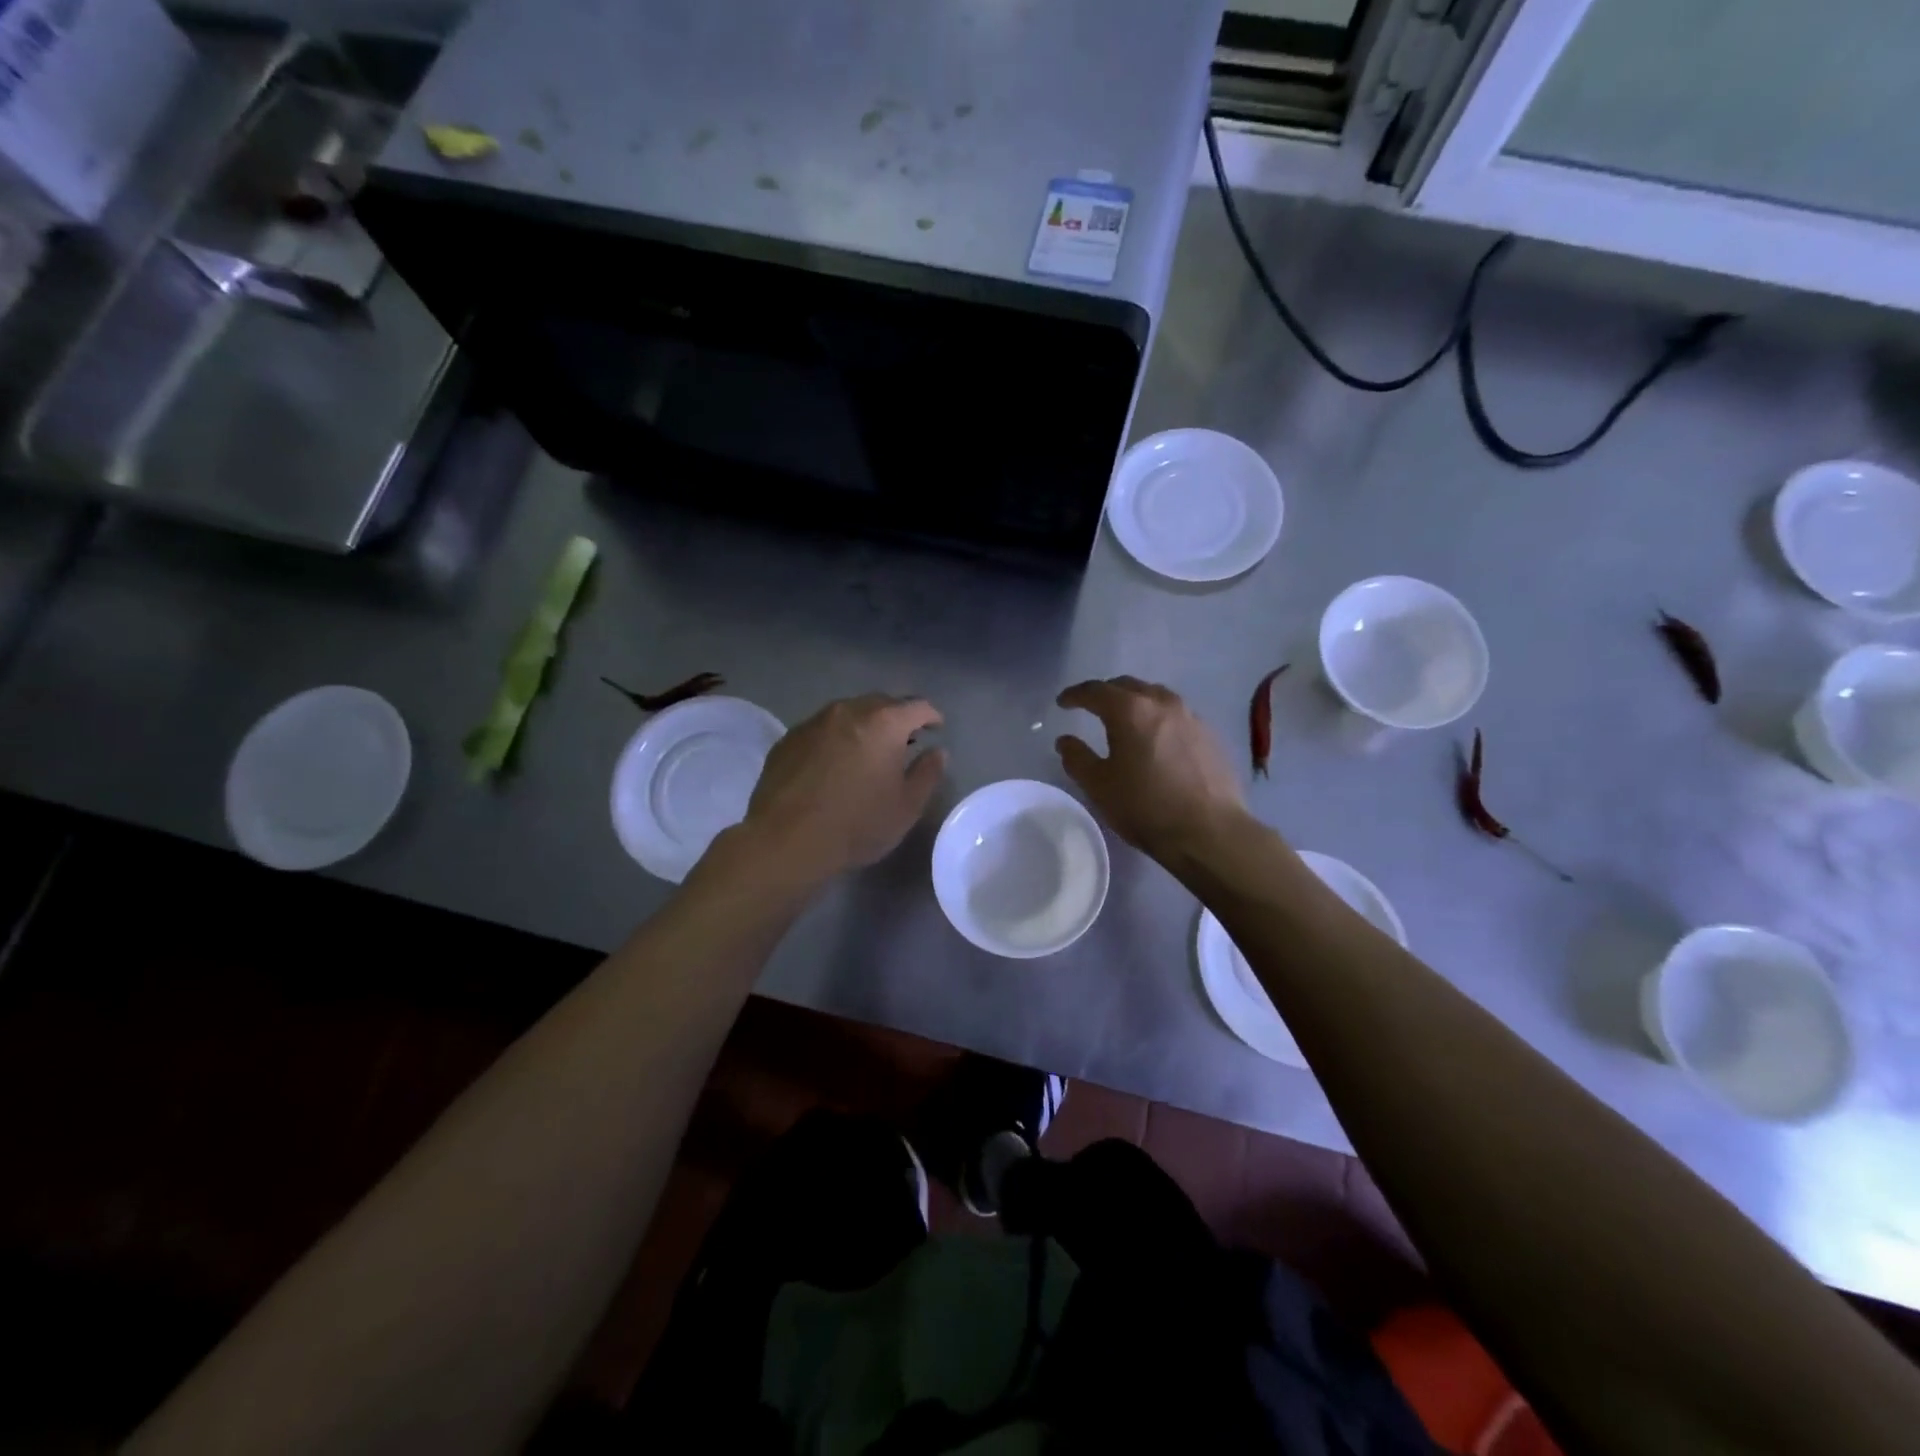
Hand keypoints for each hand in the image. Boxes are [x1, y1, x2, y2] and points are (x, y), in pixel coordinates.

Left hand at [742, 695, 947, 879]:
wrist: (786, 841)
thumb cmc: (857, 824)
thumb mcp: (907, 807)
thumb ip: (928, 773)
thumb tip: (937, 752)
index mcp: (884, 723)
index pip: (917, 706)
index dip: (931, 716)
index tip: (936, 729)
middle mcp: (848, 711)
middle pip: (881, 704)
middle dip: (896, 718)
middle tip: (903, 742)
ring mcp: (814, 722)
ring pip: (848, 714)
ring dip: (863, 727)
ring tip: (867, 752)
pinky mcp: (788, 739)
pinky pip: (821, 730)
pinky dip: (835, 739)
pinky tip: (833, 765)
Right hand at [1055, 677, 1249, 860]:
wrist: (1210, 832)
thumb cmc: (1146, 807)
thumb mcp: (1099, 786)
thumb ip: (1077, 758)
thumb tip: (1066, 741)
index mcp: (1130, 710)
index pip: (1096, 691)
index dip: (1075, 695)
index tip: (1062, 703)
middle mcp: (1162, 703)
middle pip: (1128, 686)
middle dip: (1106, 693)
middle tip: (1092, 707)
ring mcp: (1191, 717)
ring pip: (1156, 696)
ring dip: (1135, 701)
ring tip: (1126, 719)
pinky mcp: (1210, 735)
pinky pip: (1177, 715)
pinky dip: (1158, 718)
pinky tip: (1157, 739)